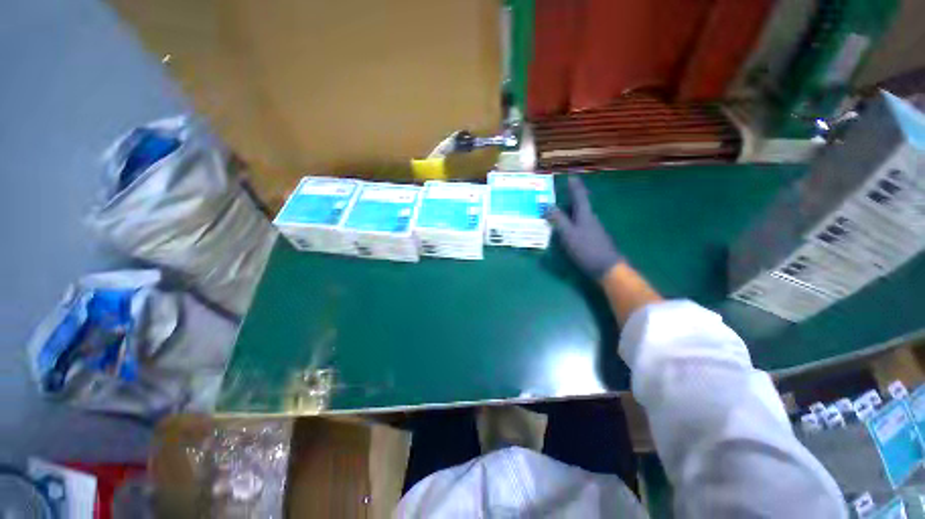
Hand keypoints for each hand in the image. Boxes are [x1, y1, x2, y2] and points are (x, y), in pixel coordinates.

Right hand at [546, 176, 623, 280]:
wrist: (607, 267)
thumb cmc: (586, 249)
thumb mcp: (568, 234)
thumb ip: (558, 220)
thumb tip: (546, 205)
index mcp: (585, 215)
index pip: (579, 196)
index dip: (575, 187)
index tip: (571, 176)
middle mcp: (591, 219)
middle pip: (581, 204)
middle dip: (572, 197)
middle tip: (562, 193)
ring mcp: (593, 229)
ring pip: (581, 215)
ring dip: (571, 210)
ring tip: (561, 209)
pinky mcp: (593, 238)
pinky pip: (580, 224)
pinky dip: (572, 221)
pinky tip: (568, 227)